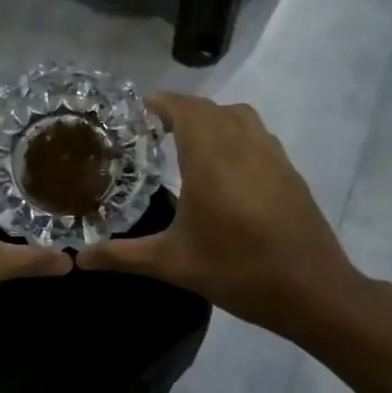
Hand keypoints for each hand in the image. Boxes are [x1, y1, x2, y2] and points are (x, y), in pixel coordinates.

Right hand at [77, 95, 368, 338]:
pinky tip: (224, 168)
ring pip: (238, 116)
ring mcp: (272, 156)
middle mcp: (243, 145)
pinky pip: (257, 135)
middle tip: (149, 130)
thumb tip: (79, 259)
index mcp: (211, 158)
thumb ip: (122, 256)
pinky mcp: (289, 172)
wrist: (312, 290)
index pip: (184, 108)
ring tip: (185, 142)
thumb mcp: (172, 264)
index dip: (158, 102)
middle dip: (178, 111)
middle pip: (209, 108)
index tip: (132, 111)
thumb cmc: (237, 271)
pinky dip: (234, 134)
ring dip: (210, 118)